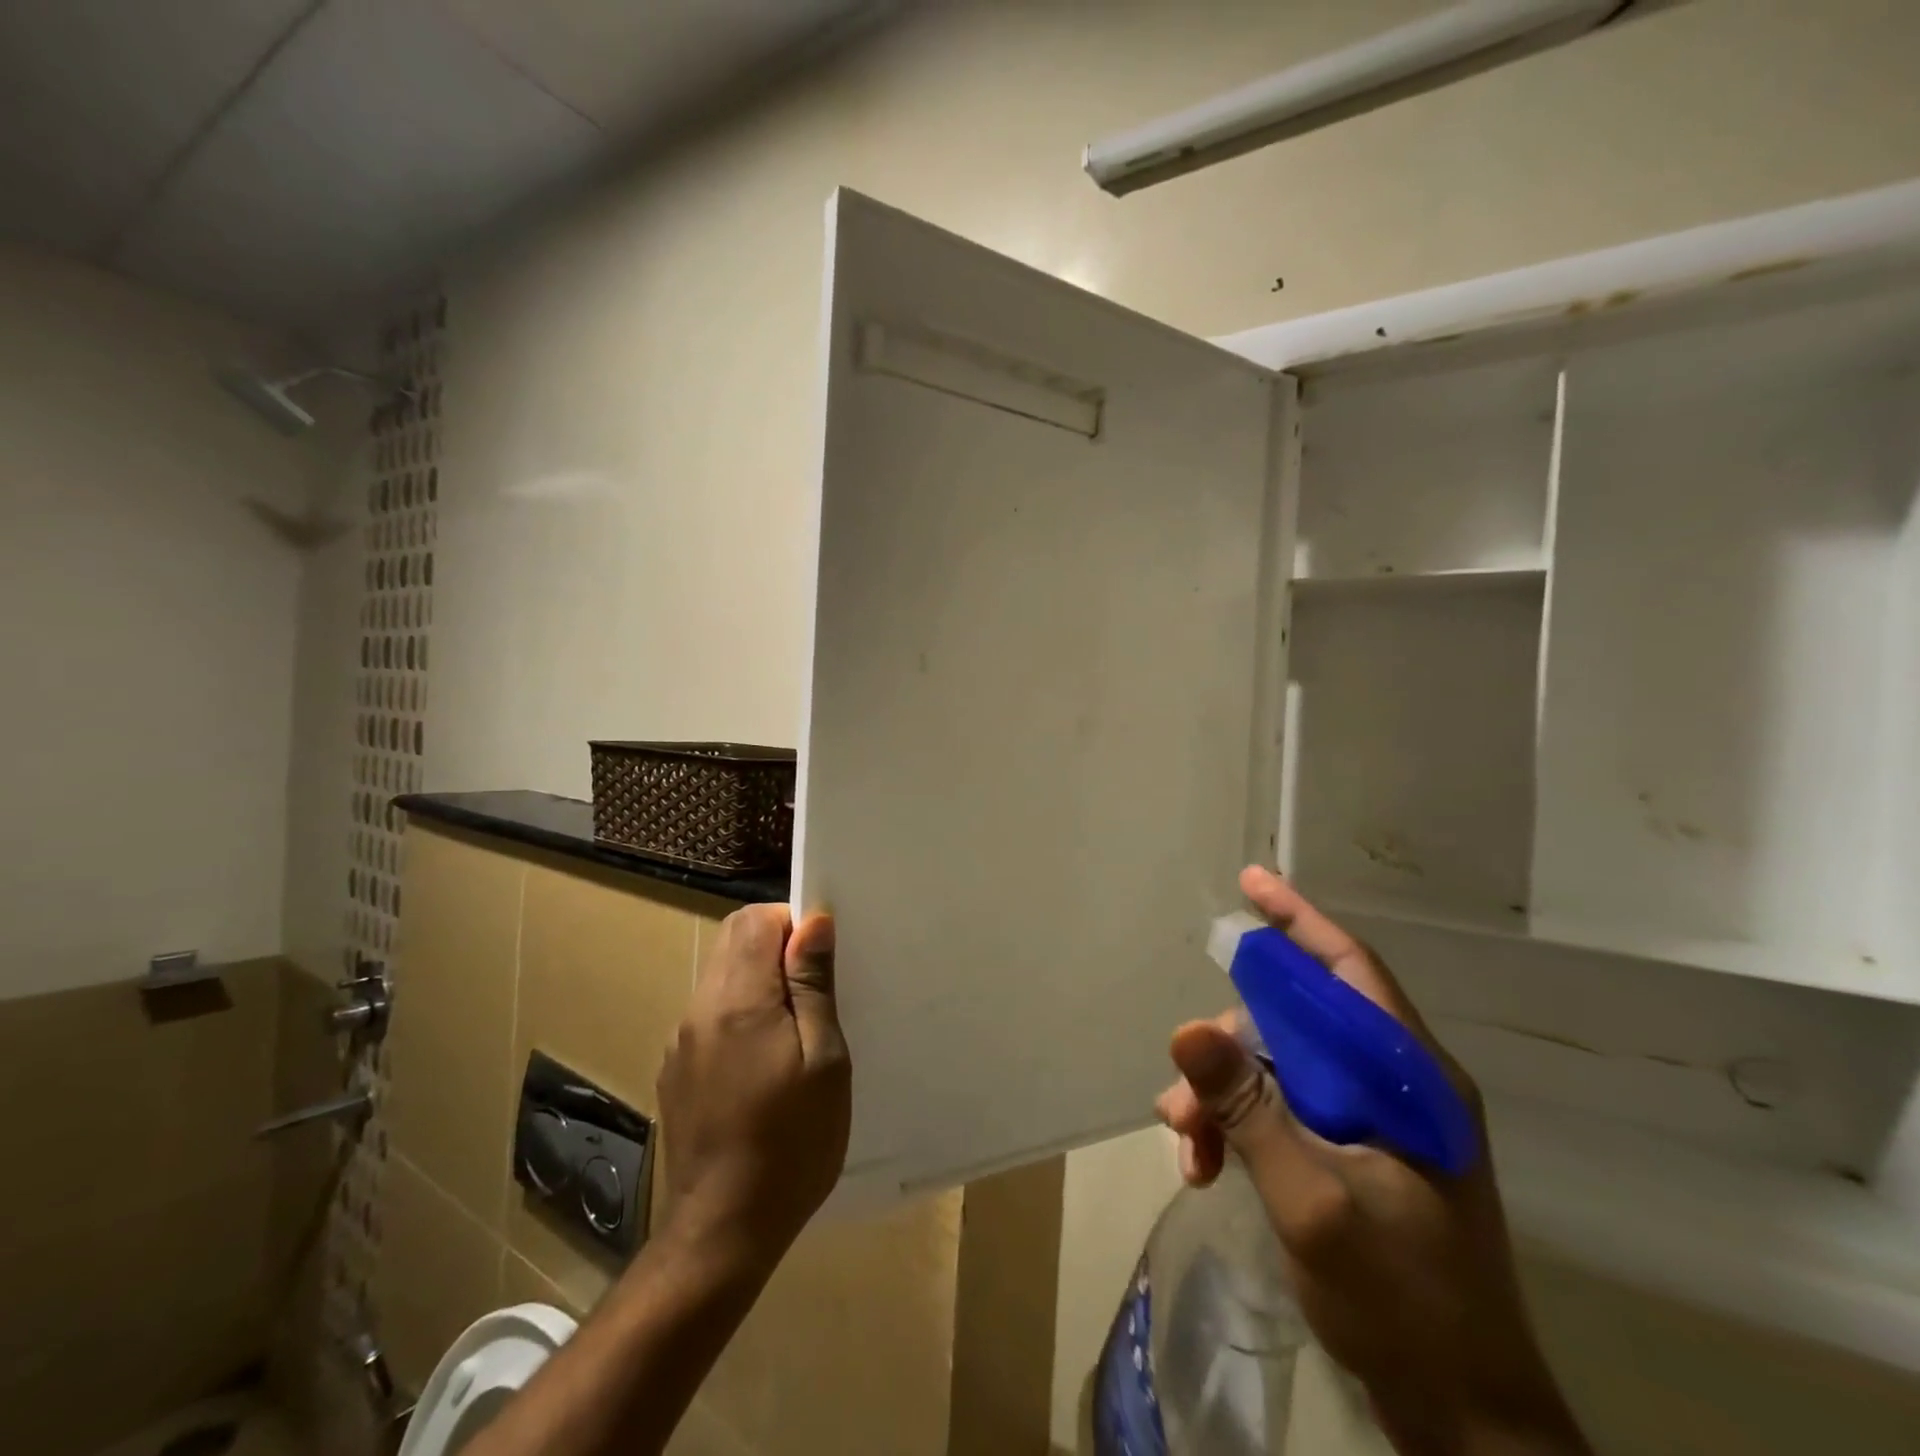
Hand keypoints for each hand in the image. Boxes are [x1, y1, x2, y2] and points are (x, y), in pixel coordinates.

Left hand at [656, 905, 850, 1275]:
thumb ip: (813, 984)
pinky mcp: (676, 1070)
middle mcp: (700, 1009)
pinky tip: (762, 1064)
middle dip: (775, 944)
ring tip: (793, 1030)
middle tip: (814, 990)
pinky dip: (739, 1013)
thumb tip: (813, 922)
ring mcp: (681, 1041)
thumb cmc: (792, 1142)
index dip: (792, 922)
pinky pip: (710, 1014)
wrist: (723, 1231)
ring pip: (721, 975)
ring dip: (758, 980)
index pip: (755, 919)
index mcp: (738, 1000)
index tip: (821, 959)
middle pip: (733, 939)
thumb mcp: (824, 1060)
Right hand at [1157, 868, 1588, 1455]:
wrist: (1463, 1419)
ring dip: (1225, 1096)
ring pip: (1280, 1069)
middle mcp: (1394, 1085)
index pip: (1349, 971)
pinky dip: (1239, 1127)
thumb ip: (1249, 1111)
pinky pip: (1282, 1110)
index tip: (1250, 882)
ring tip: (1186, 1143)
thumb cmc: (1403, 1305)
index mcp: (1409, 1078)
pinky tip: (1206, 1164)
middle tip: (1182, 1088)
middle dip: (1230, 1046)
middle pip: (1298, 1022)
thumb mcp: (1313, 1203)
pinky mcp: (1356, 1153)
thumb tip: (1186, 1028)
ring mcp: (1375, 1121)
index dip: (1299, 920)